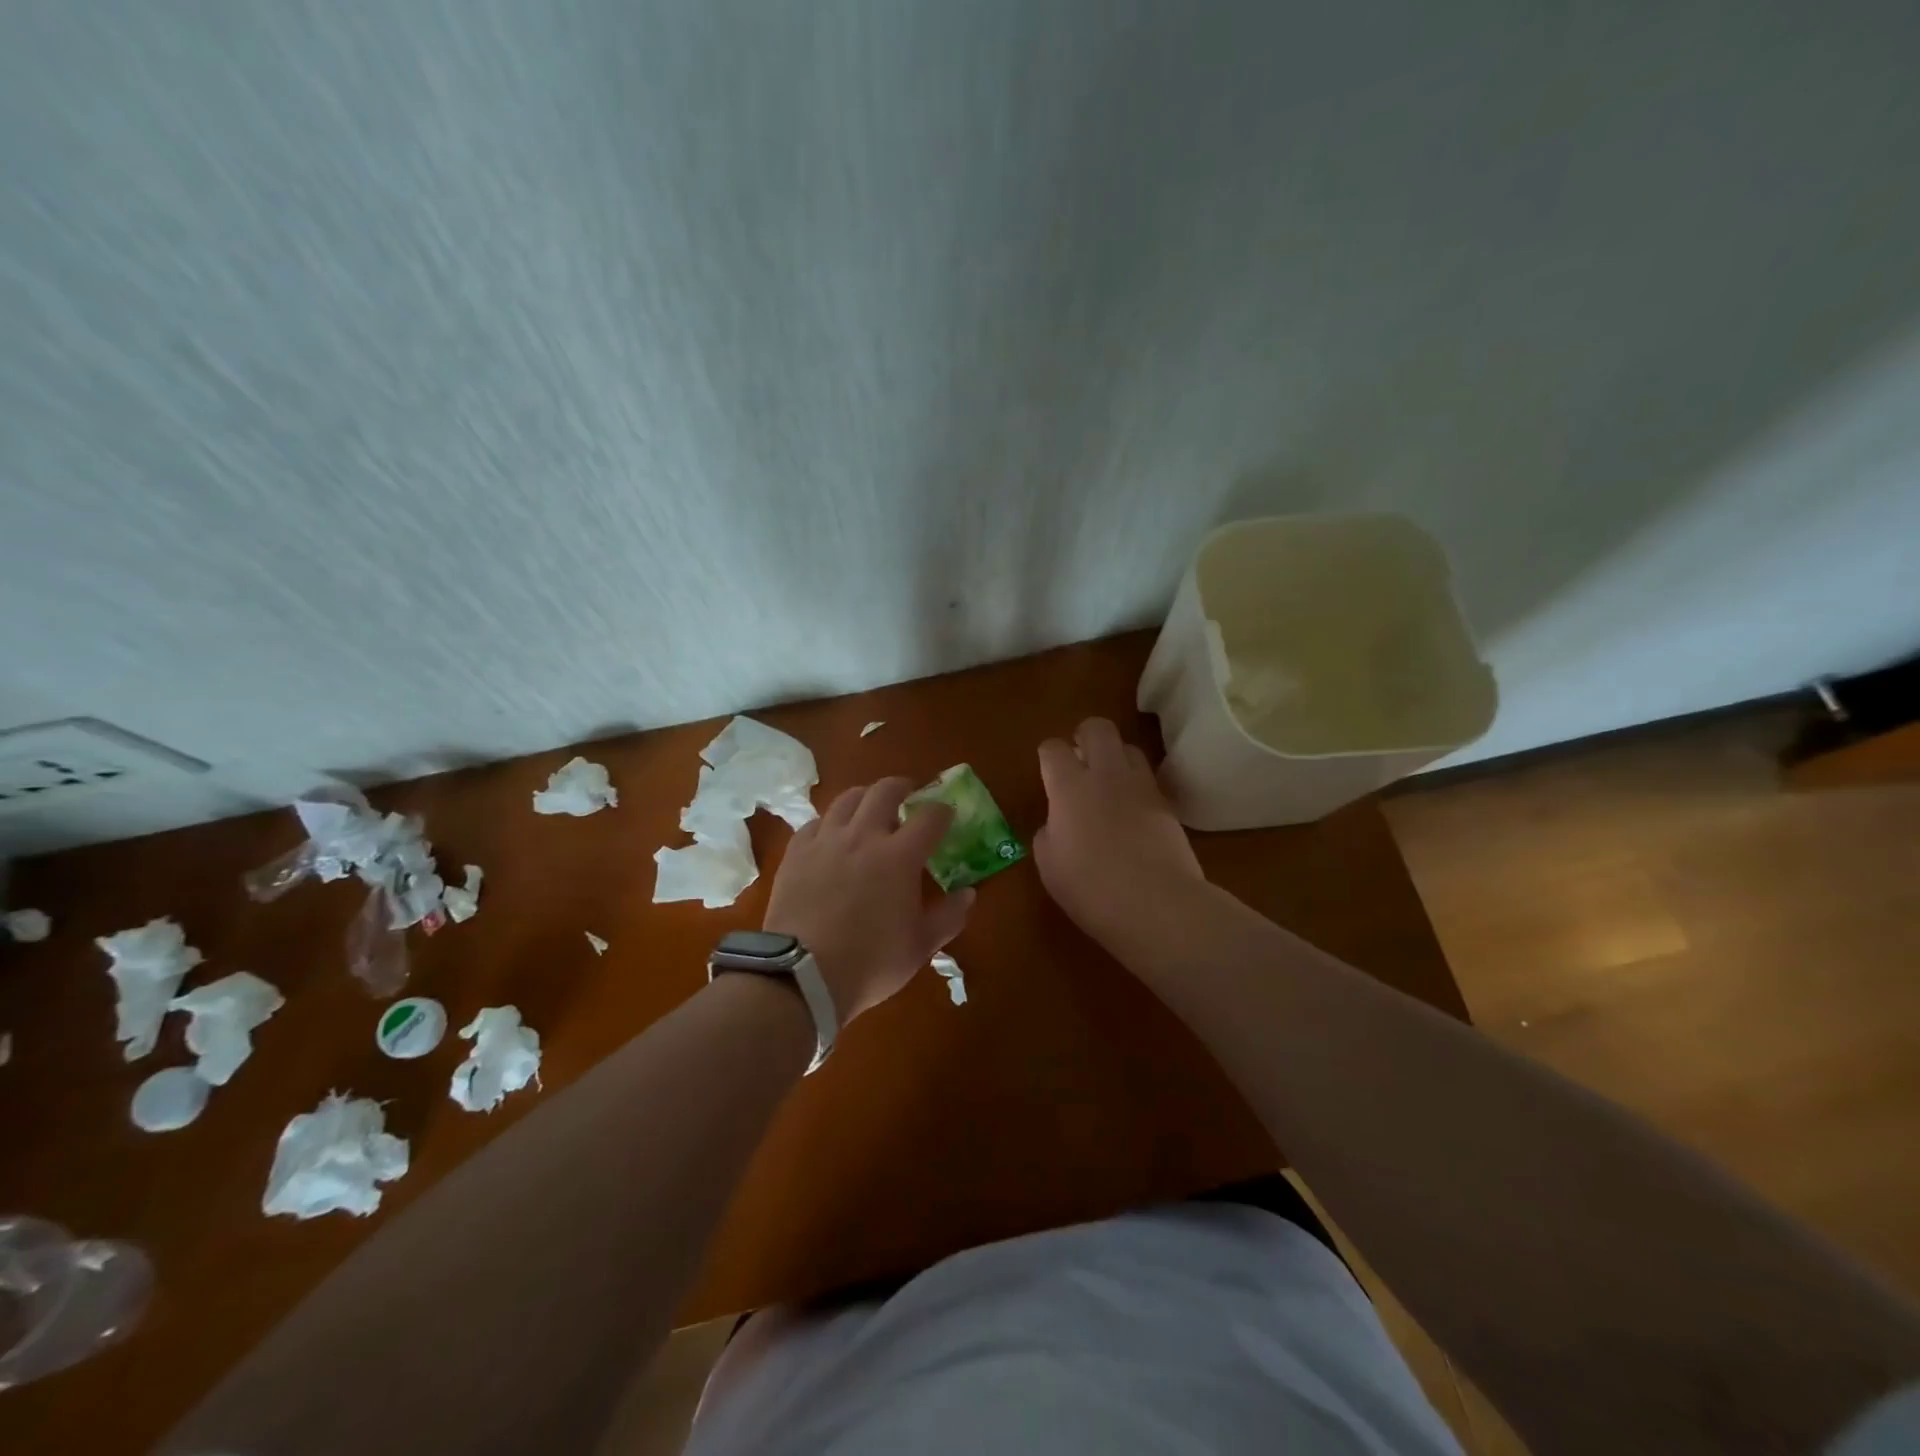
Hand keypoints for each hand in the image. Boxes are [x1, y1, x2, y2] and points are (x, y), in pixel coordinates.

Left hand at [763, 779, 974, 1022]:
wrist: (801, 975)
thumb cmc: (870, 962)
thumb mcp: (920, 946)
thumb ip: (949, 916)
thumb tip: (969, 894)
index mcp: (900, 856)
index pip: (929, 817)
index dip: (942, 811)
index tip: (947, 814)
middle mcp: (863, 836)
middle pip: (885, 791)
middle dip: (902, 786)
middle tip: (909, 795)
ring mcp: (826, 840)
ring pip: (847, 798)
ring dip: (865, 797)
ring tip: (870, 807)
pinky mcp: (796, 852)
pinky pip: (816, 822)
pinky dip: (831, 821)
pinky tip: (833, 834)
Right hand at [1035, 718, 1207, 946]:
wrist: (1155, 904)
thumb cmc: (1090, 888)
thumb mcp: (1049, 865)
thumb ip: (1049, 833)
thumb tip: (1058, 824)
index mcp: (1068, 787)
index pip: (1053, 748)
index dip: (1048, 755)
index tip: (1048, 771)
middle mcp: (1105, 775)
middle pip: (1097, 728)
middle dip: (1086, 736)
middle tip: (1080, 759)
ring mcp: (1140, 786)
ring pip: (1129, 747)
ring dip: (1116, 757)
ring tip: (1110, 782)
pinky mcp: (1167, 804)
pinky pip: (1148, 779)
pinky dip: (1137, 785)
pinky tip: (1132, 810)